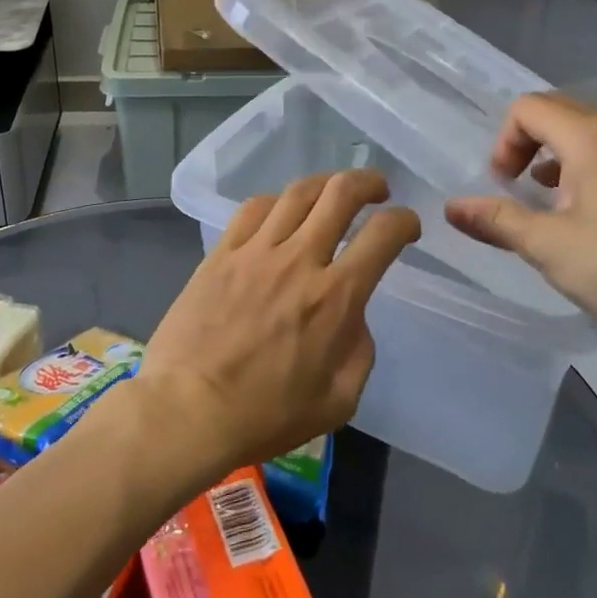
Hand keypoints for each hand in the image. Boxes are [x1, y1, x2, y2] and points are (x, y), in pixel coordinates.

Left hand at [144, 170, 420, 474]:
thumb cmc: (266, 415)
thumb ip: (359, 350)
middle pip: (340, 193)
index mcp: (335, 298)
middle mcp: (299, 260)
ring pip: (297, 192)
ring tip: (333, 191)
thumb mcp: (338, 400)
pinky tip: (281, 211)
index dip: (404, 221)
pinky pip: (254, 208)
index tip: (408, 226)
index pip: (382, 235)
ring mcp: (256, 251)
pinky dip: (277, 201)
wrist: (189, 410)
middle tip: (378, 190)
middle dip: (369, 182)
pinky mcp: (222, 252)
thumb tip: (353, 315)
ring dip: (325, 183)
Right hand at [445, 94, 596, 358]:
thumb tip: (452, 208)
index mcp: (591, 138)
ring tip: (565, 210)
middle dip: (533, 146)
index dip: (505, 141)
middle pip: (565, 115)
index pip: (530, 108)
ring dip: (570, 162)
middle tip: (526, 191)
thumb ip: (496, 220)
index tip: (506, 184)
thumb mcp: (546, 246)